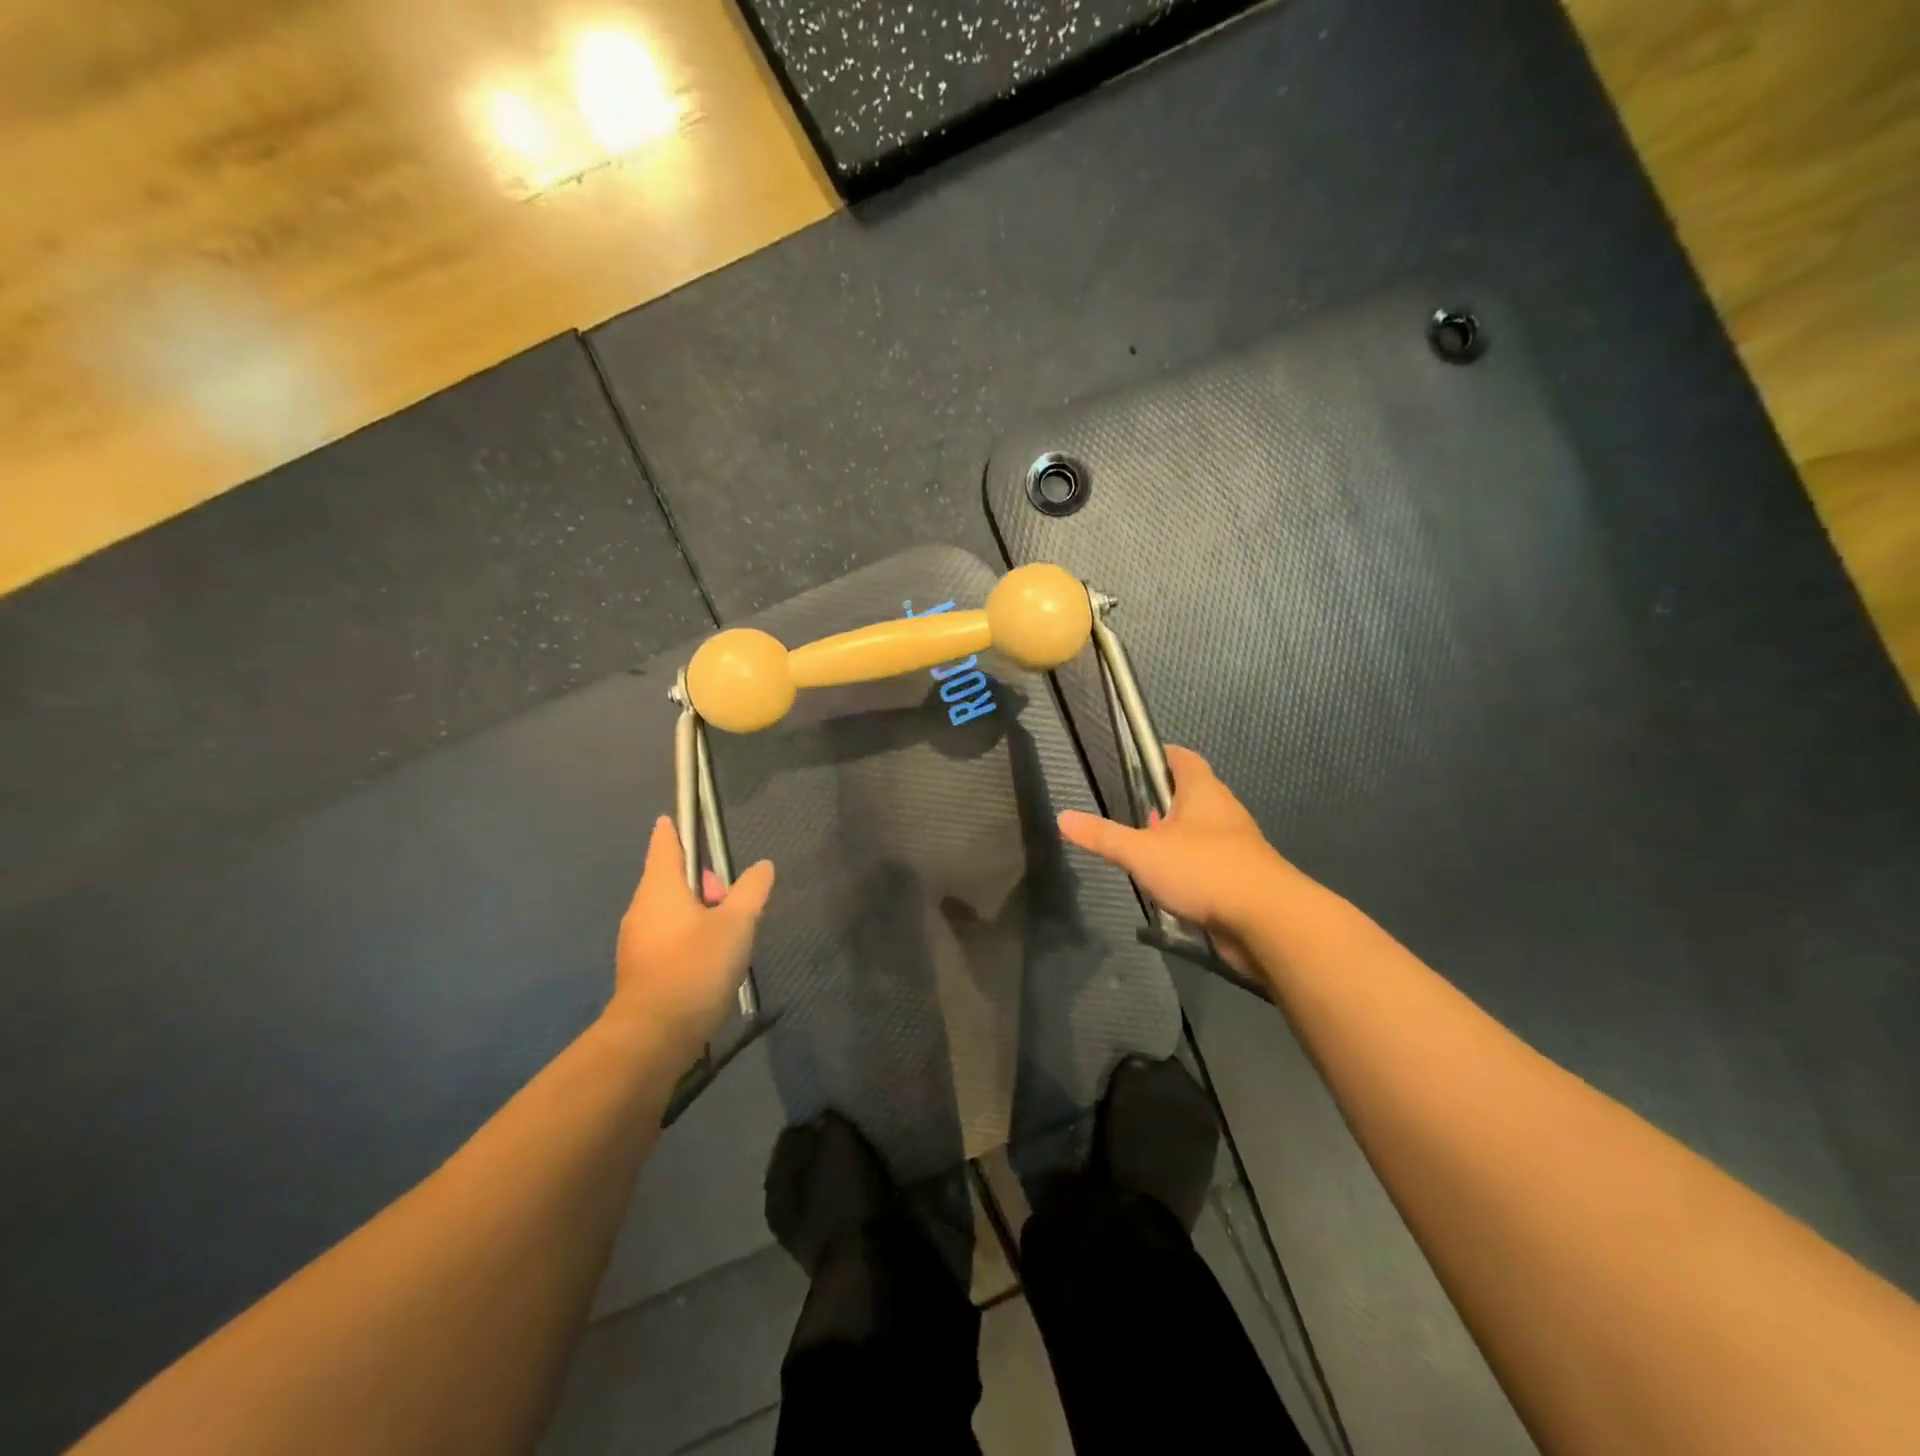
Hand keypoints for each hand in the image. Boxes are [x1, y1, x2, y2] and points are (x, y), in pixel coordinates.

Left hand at [609, 817, 775, 1069]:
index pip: (664, 845)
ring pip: (672, 911)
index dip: (674, 830)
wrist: (654, 1036)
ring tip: (730, 934)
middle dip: (703, 883)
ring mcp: (636, 940)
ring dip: (699, 913)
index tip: (677, 818)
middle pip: (672, 879)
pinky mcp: (640, 969)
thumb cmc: (695, 967)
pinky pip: (668, 937)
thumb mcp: (737, 924)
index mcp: (660, 888)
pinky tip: (712, 960)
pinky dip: (689, 937)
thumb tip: (764, 866)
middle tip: (732, 901)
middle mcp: (642, 908)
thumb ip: (752, 890)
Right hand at [1057, 745, 1290, 975]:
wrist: (1267, 921)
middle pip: (1191, 795)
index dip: (1160, 755)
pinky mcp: (1241, 878)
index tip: (1136, 761)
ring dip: (1174, 840)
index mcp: (1203, 792)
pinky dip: (1188, 870)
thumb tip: (1063, 817)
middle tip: (1132, 813)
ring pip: (1200, 833)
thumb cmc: (1203, 869)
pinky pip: (1209, 865)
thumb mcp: (1141, 852)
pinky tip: (1168, 887)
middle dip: (1162, 803)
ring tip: (1143, 852)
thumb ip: (1102, 836)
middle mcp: (1223, 812)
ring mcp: (1236, 846)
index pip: (1182, 758)